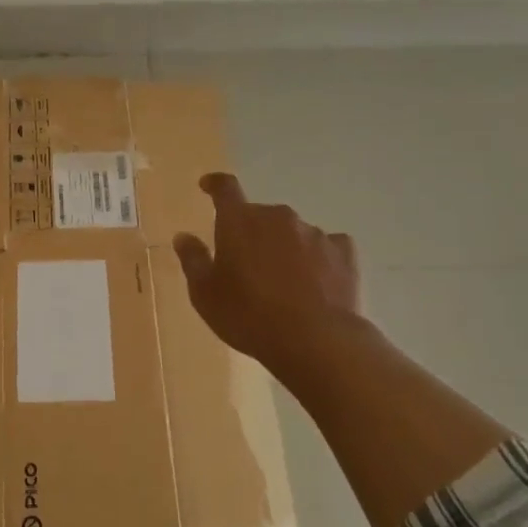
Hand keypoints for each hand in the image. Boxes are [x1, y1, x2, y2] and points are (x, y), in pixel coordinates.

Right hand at [173, 173, 361, 367]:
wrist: (315, 341)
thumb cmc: (249, 316)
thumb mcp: (205, 295)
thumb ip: (193, 260)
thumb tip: (184, 237)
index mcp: (239, 221)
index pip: (225, 188)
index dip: (215, 185)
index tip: (208, 186)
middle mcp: (277, 217)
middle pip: (259, 215)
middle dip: (251, 232)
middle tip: (246, 265)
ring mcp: (313, 232)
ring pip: (292, 232)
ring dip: (284, 247)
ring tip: (283, 282)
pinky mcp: (343, 252)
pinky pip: (326, 246)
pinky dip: (318, 257)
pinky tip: (317, 281)